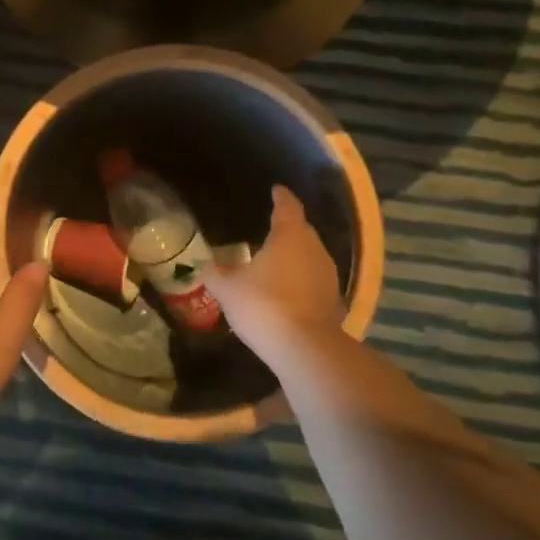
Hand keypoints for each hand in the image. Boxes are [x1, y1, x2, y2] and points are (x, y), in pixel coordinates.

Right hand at [210, 186, 346, 359]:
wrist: (305, 349)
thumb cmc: (264, 305)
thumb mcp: (227, 289)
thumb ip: (216, 273)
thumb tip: (206, 265)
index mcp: (289, 236)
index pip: (287, 207)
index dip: (281, 197)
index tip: (276, 190)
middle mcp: (314, 249)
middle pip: (302, 231)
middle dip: (288, 228)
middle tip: (271, 228)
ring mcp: (328, 276)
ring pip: (310, 257)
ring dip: (295, 257)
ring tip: (276, 261)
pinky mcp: (333, 302)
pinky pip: (314, 281)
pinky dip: (301, 281)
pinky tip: (287, 291)